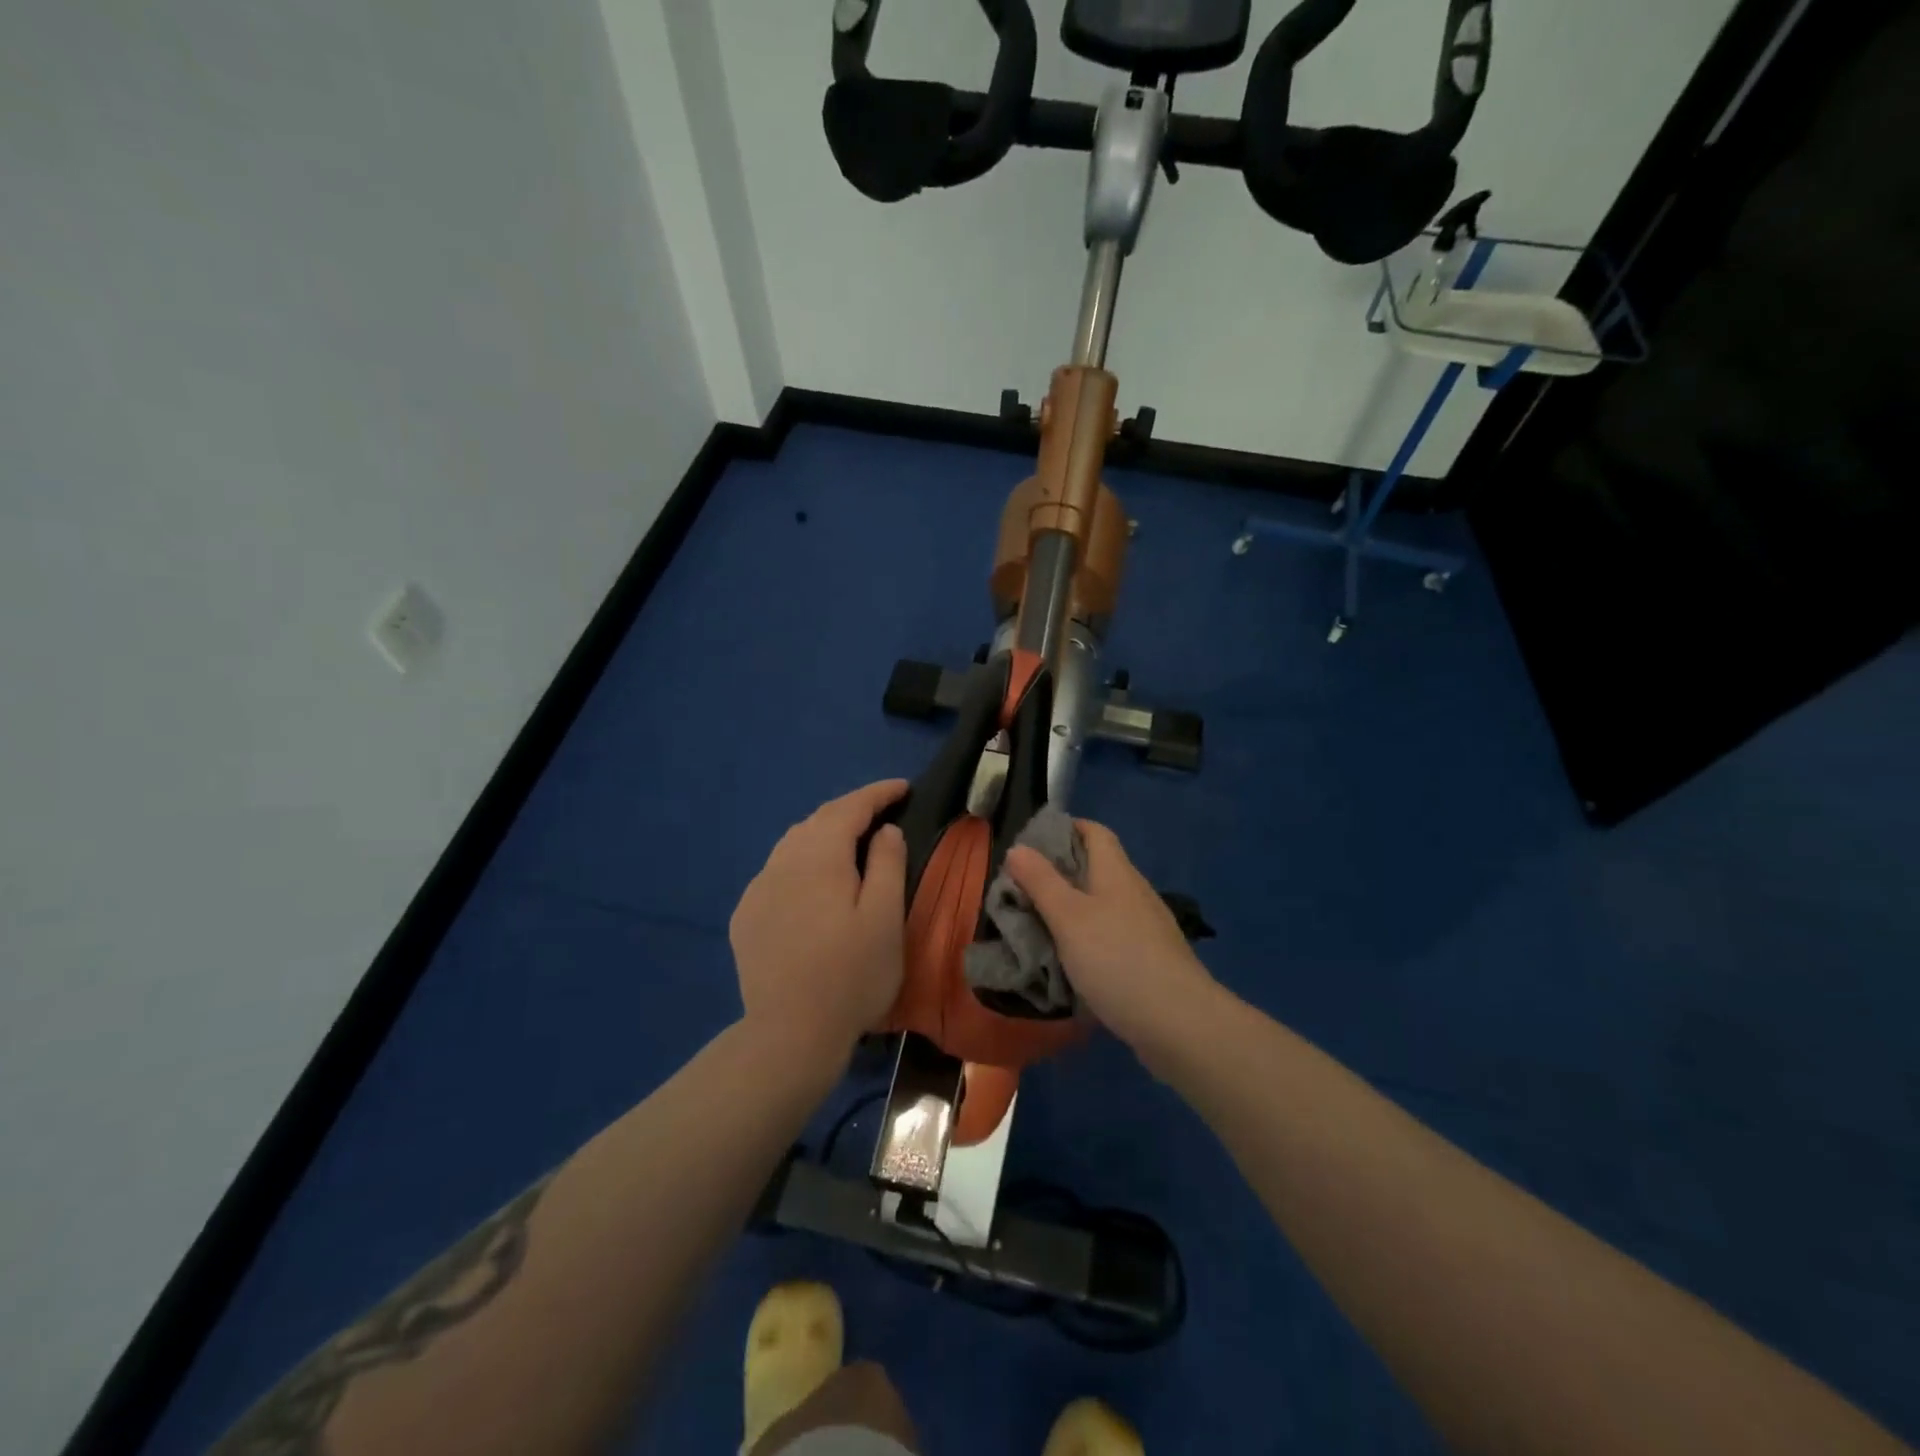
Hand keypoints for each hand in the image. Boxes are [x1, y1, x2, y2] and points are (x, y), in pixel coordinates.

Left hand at [730, 780, 908, 1060]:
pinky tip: (812, 883)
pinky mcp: (746, 916)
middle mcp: (782, 862)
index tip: (903, 787)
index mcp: (819, 856)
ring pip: (793, 844)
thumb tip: (884, 829)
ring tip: (850, 842)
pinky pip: (777, 872)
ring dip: (824, 834)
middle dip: (851, 810)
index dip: (877, 793)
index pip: (849, 807)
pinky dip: (801, 863)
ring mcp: (758, 889)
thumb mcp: (886, 918)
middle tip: (882, 812)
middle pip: (818, 820)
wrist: (789, 1034)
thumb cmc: (851, 975)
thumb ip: (888, 863)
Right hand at [1005, 821, 1216, 1054]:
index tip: (1032, 844)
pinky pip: (1113, 934)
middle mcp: (1135, 891)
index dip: (1066, 828)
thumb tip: (1018, 847)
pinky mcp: (1151, 958)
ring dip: (1073, 908)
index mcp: (1116, 871)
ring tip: (1040, 924)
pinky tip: (1072, 959)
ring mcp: (1147, 926)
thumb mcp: (1068, 917)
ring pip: (1104, 903)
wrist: (1179, 1023)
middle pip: (1097, 867)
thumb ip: (1041, 881)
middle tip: (1023, 889)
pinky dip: (1089, 937)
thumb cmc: (1117, 959)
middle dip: (1061, 872)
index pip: (1094, 831)